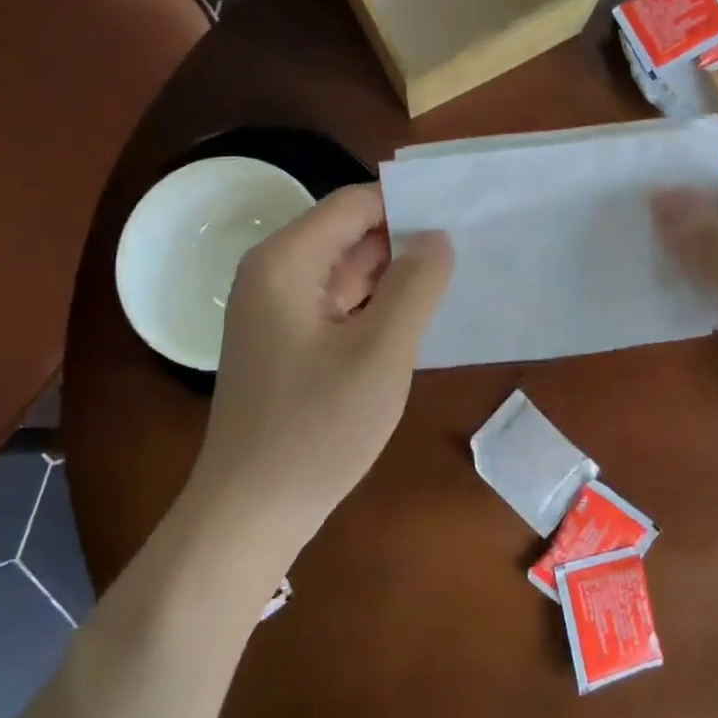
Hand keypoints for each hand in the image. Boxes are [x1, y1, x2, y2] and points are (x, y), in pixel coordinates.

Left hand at [194, 184, 453, 546]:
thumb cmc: (315, 431)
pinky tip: (416, 315)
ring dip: (393, 274)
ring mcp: (277, 308)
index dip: (406, 204)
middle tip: (468, 246)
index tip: (459, 214)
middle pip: (348, 233)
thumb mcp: (380, 354)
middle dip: (404, 239)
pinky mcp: (286, 339)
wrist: (249, 514)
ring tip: (454, 276)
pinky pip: (338, 302)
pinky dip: (375, 304)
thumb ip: (415, 287)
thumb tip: (438, 237)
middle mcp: (274, 272)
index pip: (354, 203)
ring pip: (346, 269)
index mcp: (286, 261)